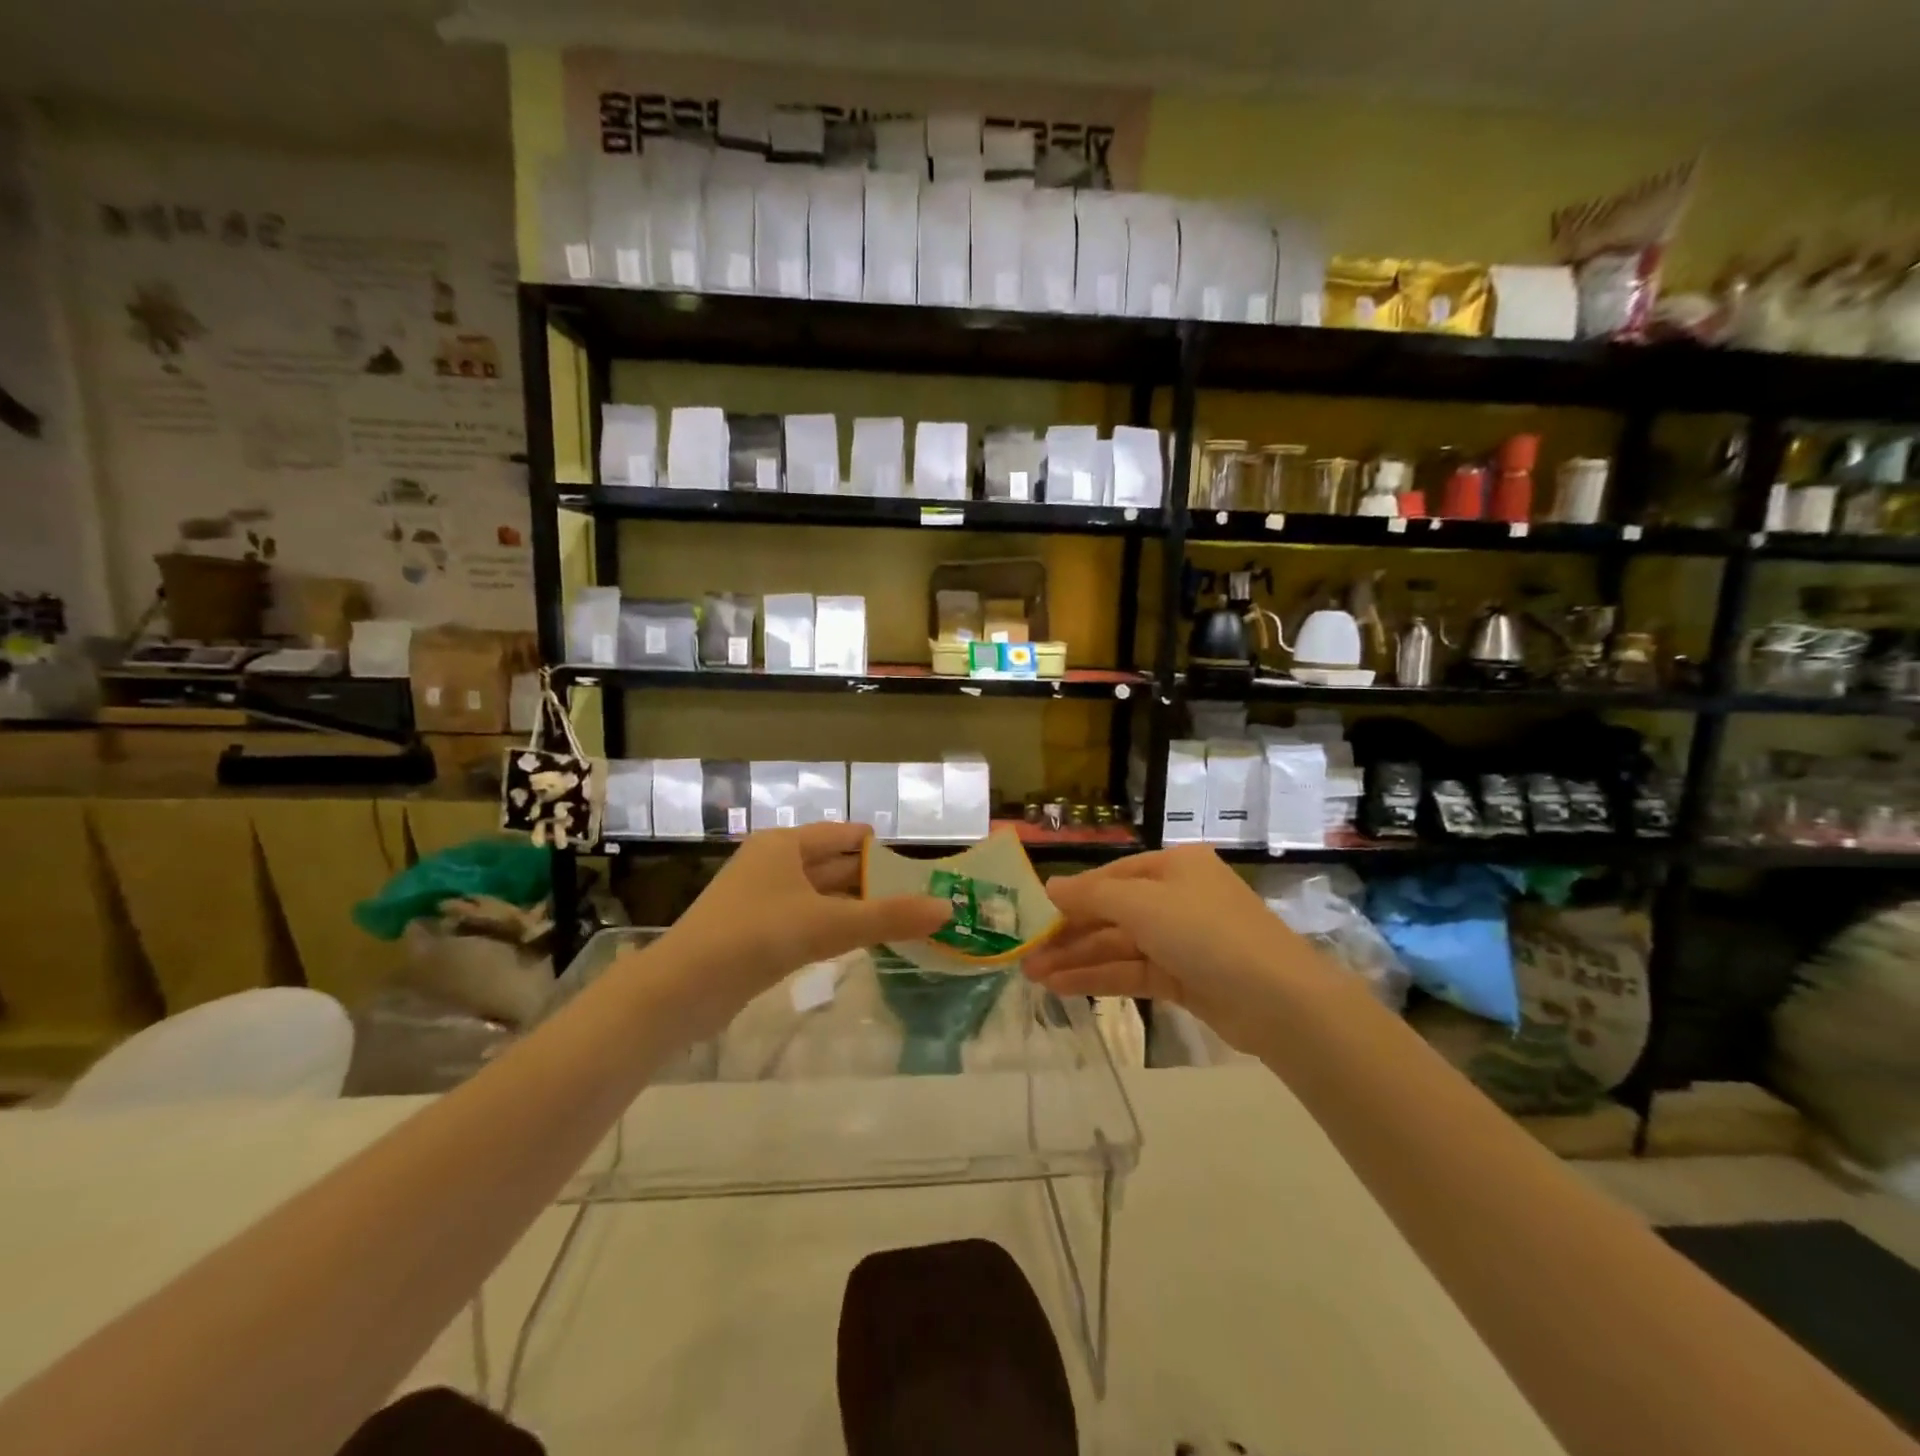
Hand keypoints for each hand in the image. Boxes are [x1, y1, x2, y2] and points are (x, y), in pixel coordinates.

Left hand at [646, 823, 949, 1037]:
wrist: (682, 989)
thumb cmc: (755, 937)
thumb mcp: (828, 924)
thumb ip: (888, 917)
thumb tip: (947, 909)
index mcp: (785, 845)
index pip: (843, 835)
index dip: (879, 846)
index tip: (916, 862)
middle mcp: (773, 863)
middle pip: (833, 865)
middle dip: (873, 879)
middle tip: (918, 894)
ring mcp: (761, 898)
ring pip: (820, 895)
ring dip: (854, 906)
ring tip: (898, 918)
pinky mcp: (755, 932)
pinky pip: (806, 920)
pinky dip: (833, 926)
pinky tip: (858, 942)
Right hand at [1023, 846, 1330, 1050]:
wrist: (1279, 1001)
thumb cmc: (1206, 933)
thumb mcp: (1143, 904)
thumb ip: (1092, 895)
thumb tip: (1049, 886)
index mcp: (1173, 867)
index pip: (1110, 877)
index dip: (1071, 897)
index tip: (1032, 916)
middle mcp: (1177, 898)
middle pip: (1112, 913)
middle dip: (1069, 934)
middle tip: (1024, 954)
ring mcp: (1182, 940)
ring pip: (1119, 946)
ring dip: (1077, 959)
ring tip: (1034, 976)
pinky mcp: (1185, 979)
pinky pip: (1133, 971)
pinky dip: (1100, 978)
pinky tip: (1063, 987)